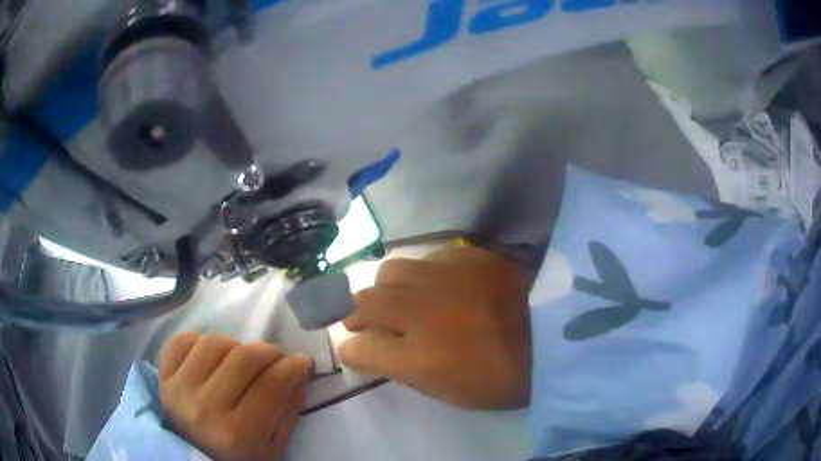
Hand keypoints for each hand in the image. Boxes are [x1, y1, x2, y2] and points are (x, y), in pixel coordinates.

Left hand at [159, 332, 312, 460]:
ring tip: (240, 362)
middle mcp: (205, 408)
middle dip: (269, 352)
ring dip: (236, 347)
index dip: (294, 367)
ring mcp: (180, 389)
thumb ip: (288, 410)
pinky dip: (202, 341)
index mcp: (238, 434)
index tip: (303, 361)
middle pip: (244, 357)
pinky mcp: (163, 378)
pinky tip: (213, 357)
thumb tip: (300, 370)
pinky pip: (183, 340)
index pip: (272, 385)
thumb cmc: (240, 460)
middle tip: (276, 359)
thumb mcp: (274, 447)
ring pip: (215, 343)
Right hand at [339, 245, 531, 408]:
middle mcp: (421, 313)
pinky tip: (438, 282)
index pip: (356, 349)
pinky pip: (427, 256)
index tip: (358, 350)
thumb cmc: (503, 380)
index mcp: (418, 359)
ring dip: (386, 288)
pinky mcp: (468, 255)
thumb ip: (404, 368)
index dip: (353, 351)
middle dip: (356, 315)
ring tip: (399, 297)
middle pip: (362, 303)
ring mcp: (444, 278)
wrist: (556, 338)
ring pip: (388, 270)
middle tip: (367, 322)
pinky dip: (423, 272)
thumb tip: (377, 346)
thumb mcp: (448, 391)